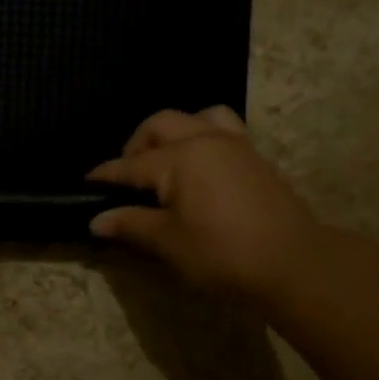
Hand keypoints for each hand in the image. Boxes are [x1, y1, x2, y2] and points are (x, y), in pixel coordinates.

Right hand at [87, 107, 318, 302]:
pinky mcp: (255, 158)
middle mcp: (205, 140)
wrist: (292, 263)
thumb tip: (96, 220)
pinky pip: (223, 129)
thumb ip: (131, 224)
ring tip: (167, 161)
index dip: (105, 175)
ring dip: (175, 132)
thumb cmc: (221, 253)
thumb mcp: (168, 242)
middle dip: (136, 144)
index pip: (130, 164)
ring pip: (198, 116)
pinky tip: (199, 169)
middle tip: (128, 176)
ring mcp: (235, 145)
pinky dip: (203, 137)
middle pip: (160, 125)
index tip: (86, 184)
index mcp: (179, 158)